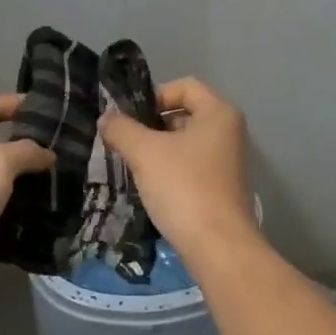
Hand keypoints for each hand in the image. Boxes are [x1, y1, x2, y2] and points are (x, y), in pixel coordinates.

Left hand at [0, 93, 51, 308]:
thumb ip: (26, 152)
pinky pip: (11, 223)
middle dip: (35, 151)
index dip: (15, 103)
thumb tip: (47, 155)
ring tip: (72, 187)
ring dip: (37, 189)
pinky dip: (30, 223)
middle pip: (4, 150)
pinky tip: (58, 219)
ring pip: (11, 189)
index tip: (50, 109)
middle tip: (72, 153)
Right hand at [98, 77, 253, 263]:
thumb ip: (121, 129)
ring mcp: (228, 162)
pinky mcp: (223, 188)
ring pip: (186, 143)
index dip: (154, 96)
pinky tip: (151, 187)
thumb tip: (106, 118)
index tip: (131, 118)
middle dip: (152, 125)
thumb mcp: (144, 152)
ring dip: (158, 150)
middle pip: (184, 114)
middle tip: (125, 141)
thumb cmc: (184, 187)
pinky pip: (191, 166)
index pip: (184, 86)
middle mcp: (229, 132)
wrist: (218, 248)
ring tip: (133, 165)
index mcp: (219, 113)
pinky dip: (170, 171)